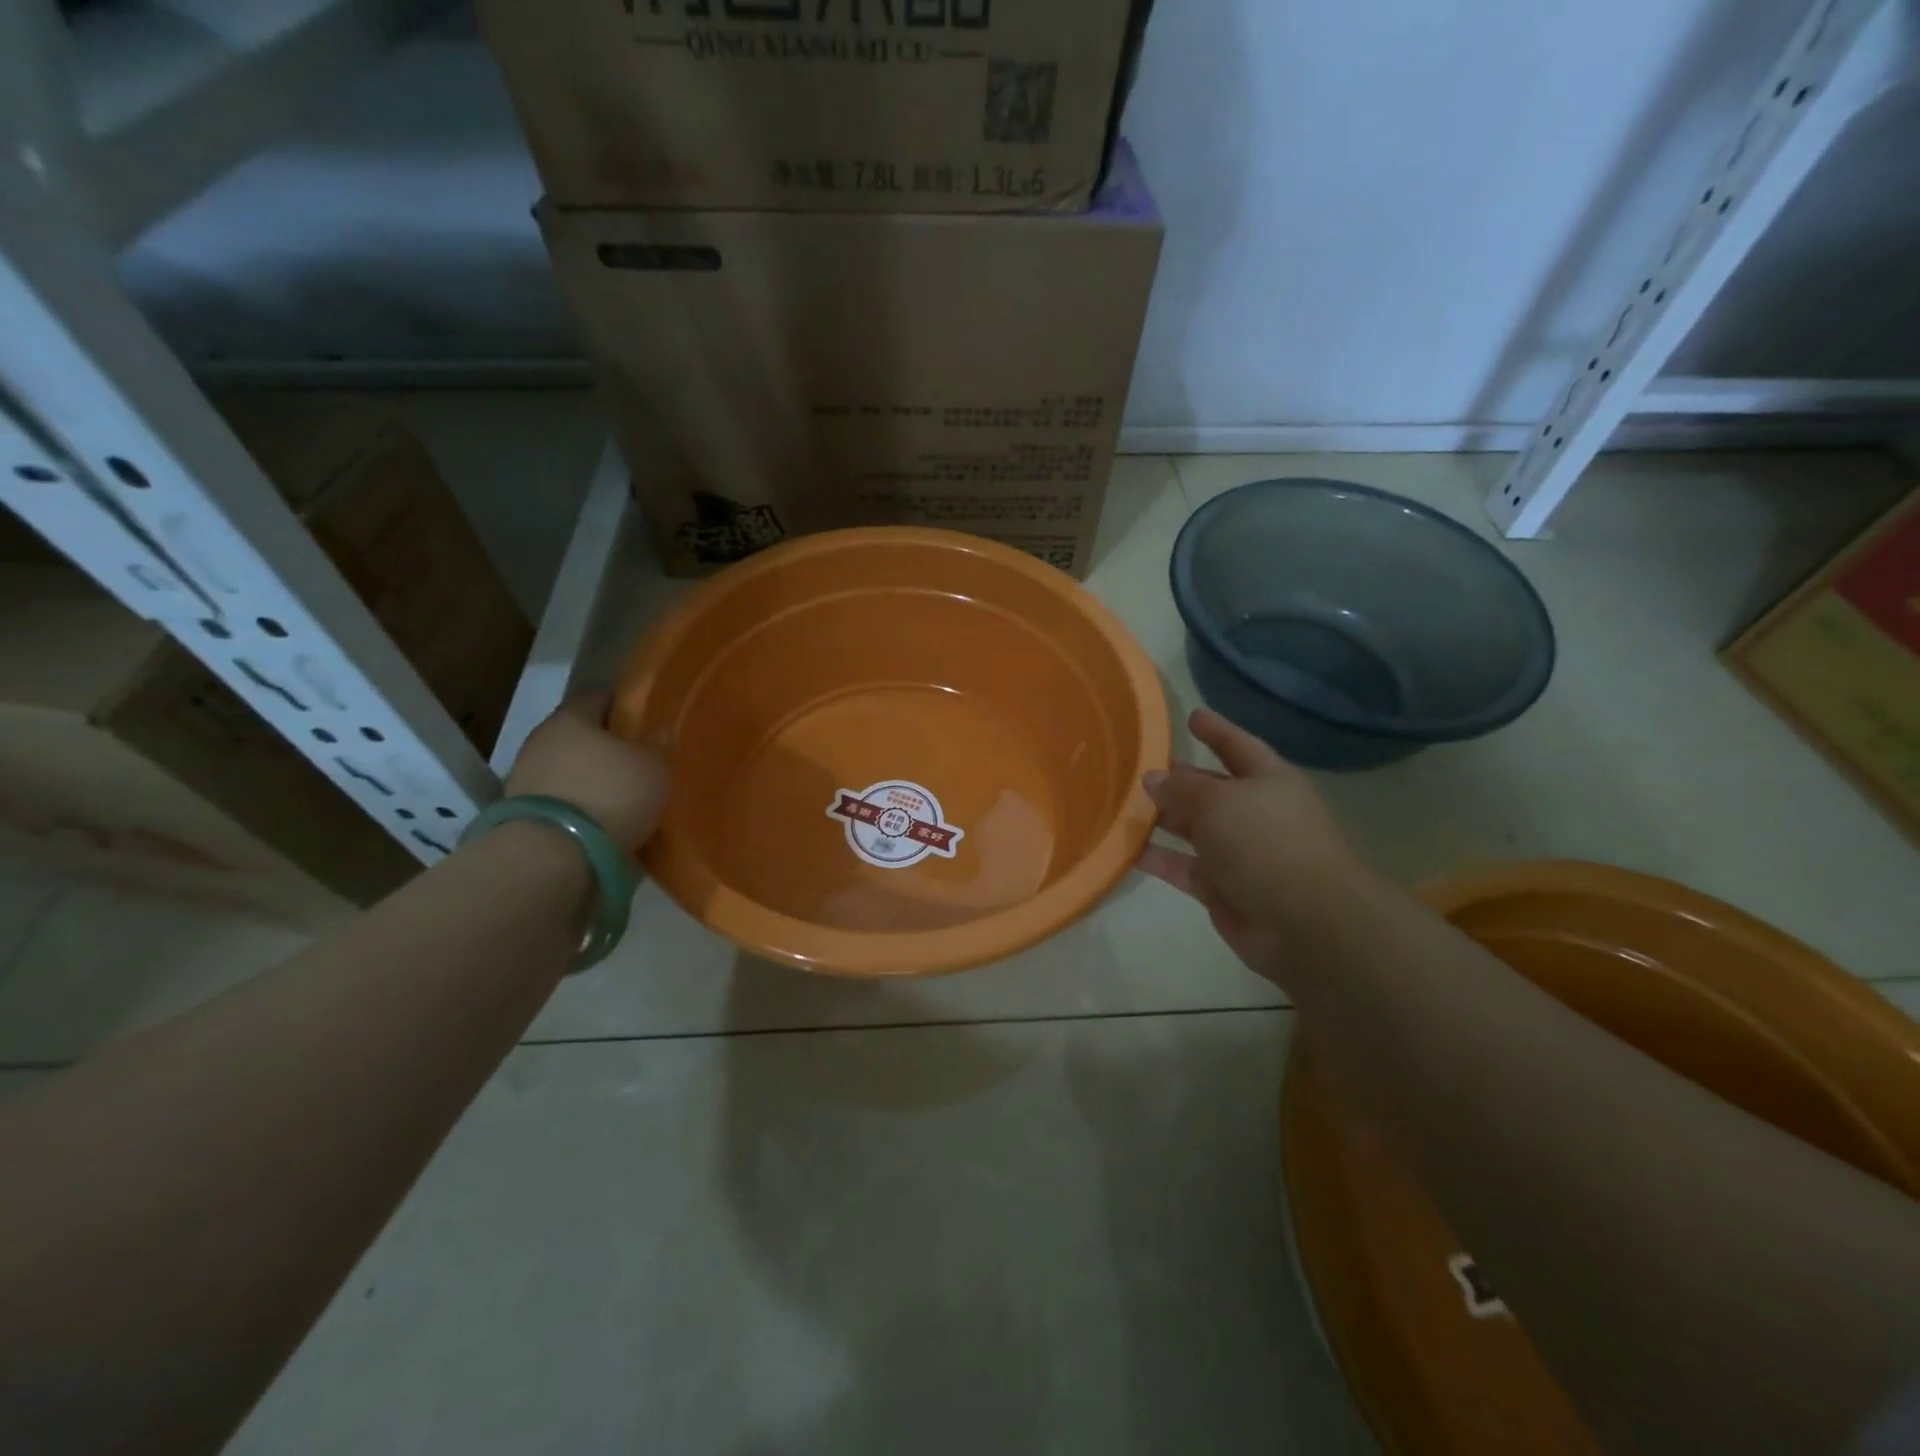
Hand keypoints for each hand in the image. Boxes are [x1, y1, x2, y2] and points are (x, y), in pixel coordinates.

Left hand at [505, 693, 669, 852]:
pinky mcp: (523, 813)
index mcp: (571, 717)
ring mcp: (526, 777)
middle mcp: (542, 739)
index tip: (647, 718)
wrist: (554, 854)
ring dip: (592, 776)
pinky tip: (603, 816)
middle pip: (581, 734)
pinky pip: (562, 798)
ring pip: (569, 767)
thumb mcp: (654, 766)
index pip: (599, 697)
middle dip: (608, 744)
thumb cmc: (609, 794)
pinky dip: (581, 803)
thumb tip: (660, 730)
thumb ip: (658, 745)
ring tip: (624, 792)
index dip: (625, 705)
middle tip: (640, 757)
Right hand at [1138, 708, 1363, 982]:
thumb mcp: (1219, 801)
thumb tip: (1153, 778)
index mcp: (1268, 782)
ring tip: (1122, 805)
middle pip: (1211, 789)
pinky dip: (1157, 859)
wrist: (1302, 920)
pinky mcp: (1220, 888)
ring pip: (1192, 829)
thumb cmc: (1265, 842)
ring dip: (1162, 819)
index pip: (1238, 746)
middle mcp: (1253, 814)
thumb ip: (1182, 788)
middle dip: (1180, 779)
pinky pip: (1181, 867)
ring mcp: (1237, 853)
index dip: (1216, 731)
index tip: (1192, 716)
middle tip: (1139, 768)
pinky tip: (1125, 849)